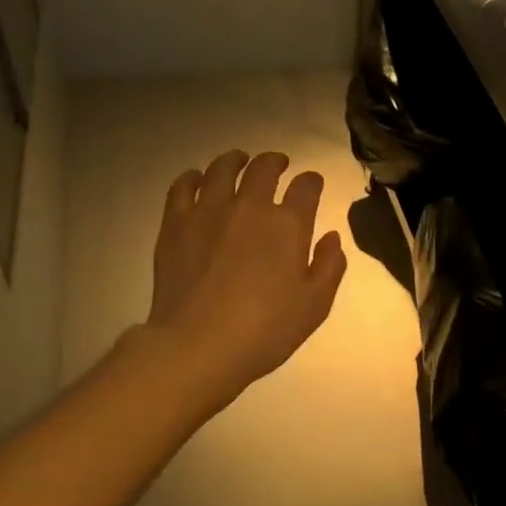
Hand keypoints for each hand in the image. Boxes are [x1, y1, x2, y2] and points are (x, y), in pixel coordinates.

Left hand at [142, 150, 346, 409]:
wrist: (198, 345)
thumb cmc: (265, 330)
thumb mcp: (315, 306)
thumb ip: (329, 266)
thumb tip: (330, 237)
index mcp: (288, 224)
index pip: (306, 186)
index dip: (312, 181)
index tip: (312, 184)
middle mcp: (249, 206)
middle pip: (264, 168)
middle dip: (275, 161)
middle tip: (278, 164)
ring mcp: (208, 211)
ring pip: (222, 169)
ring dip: (235, 160)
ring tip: (238, 161)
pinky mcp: (175, 223)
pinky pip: (183, 186)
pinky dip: (193, 177)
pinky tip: (197, 179)